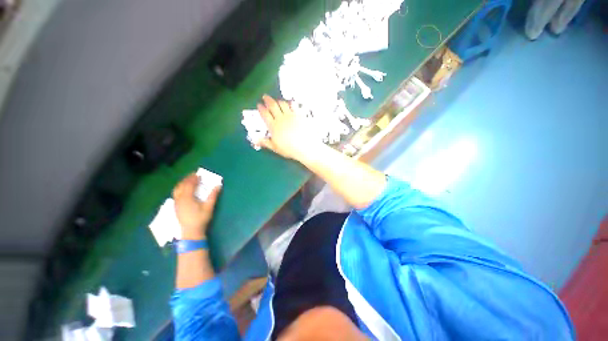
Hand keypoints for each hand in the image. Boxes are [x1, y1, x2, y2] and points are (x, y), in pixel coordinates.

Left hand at [172, 173, 220, 239]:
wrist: (191, 231)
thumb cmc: (201, 218)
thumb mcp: (209, 207)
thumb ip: (213, 195)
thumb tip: (218, 185)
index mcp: (187, 198)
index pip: (189, 185)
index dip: (193, 179)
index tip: (198, 174)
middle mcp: (179, 199)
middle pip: (181, 185)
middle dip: (187, 179)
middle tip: (193, 175)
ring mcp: (176, 203)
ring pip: (177, 189)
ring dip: (182, 183)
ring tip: (188, 180)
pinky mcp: (176, 207)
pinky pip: (176, 194)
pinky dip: (180, 188)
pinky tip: (184, 190)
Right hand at [257, 95, 321, 160]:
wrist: (306, 147)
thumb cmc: (290, 149)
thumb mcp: (275, 148)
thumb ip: (265, 142)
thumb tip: (255, 139)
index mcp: (273, 126)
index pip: (265, 114)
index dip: (261, 108)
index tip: (259, 105)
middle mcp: (281, 118)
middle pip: (273, 105)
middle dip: (267, 100)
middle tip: (265, 97)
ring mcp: (291, 116)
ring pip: (283, 104)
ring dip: (278, 100)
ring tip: (277, 100)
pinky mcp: (300, 115)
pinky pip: (294, 105)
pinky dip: (291, 103)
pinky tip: (290, 103)